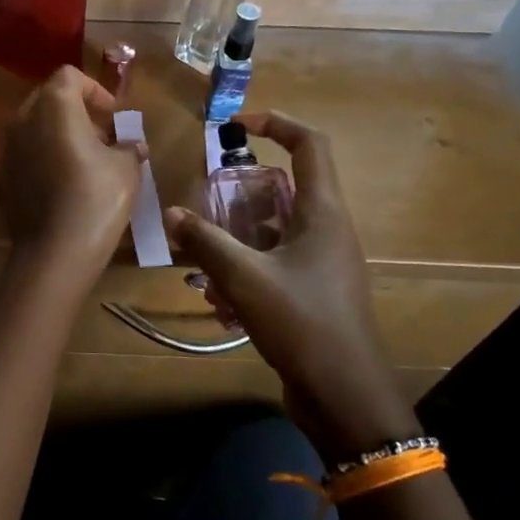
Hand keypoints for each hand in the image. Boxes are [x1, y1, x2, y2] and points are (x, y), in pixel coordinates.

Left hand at [1, 67, 141, 275]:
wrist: (54, 251)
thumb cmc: (96, 198)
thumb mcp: (126, 168)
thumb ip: (129, 147)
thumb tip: (134, 145)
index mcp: (53, 106)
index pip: (69, 76)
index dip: (95, 90)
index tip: (113, 115)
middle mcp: (23, 120)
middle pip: (49, 98)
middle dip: (77, 110)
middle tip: (103, 135)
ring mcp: (8, 149)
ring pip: (35, 126)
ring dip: (60, 133)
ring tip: (88, 160)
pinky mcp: (4, 177)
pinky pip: (27, 153)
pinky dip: (46, 156)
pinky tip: (66, 182)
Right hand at [164, 113, 418, 455]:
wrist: (345, 396)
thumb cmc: (302, 323)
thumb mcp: (245, 278)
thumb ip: (206, 242)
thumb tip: (173, 213)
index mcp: (323, 214)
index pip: (310, 146)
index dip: (277, 124)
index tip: (238, 124)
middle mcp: (328, 231)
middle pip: (285, 189)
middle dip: (242, 193)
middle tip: (208, 201)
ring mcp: (323, 264)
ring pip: (275, 230)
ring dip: (238, 237)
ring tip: (204, 256)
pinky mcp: (314, 292)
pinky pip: (276, 263)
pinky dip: (247, 269)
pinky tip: (219, 300)